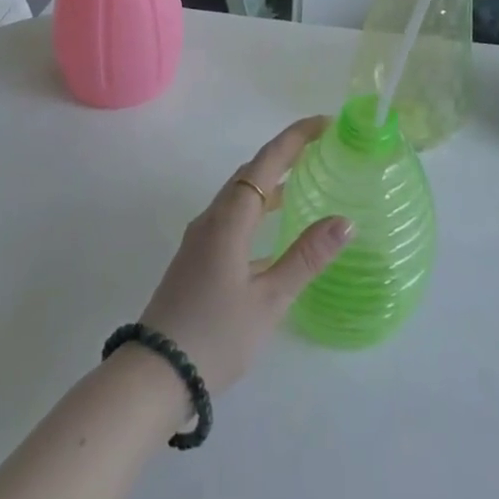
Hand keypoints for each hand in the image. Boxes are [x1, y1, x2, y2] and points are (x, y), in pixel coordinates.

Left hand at [137, 117, 349, 392]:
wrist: (154, 375)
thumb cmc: (216, 335)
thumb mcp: (269, 299)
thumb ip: (306, 257)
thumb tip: (345, 220)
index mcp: (229, 219)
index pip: (266, 162)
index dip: (295, 138)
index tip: (325, 122)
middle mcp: (212, 218)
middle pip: (251, 172)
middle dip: (285, 154)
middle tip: (322, 147)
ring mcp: (201, 238)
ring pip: (240, 195)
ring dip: (271, 181)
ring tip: (305, 179)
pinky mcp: (197, 258)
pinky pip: (233, 217)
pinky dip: (258, 210)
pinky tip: (276, 232)